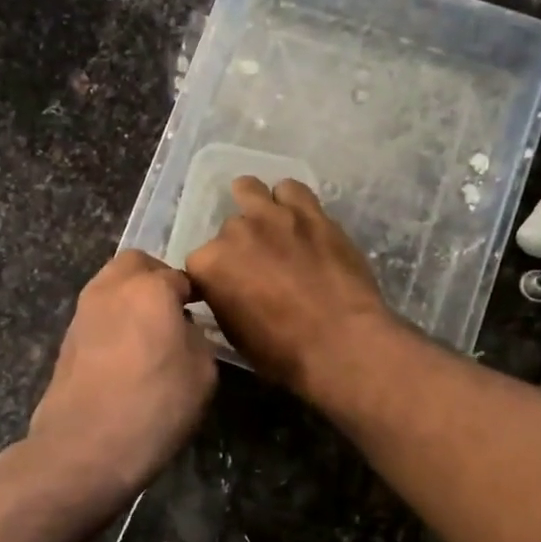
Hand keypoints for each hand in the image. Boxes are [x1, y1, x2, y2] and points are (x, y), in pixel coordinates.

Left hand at [22, 250, 217, 507]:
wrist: (84, 448)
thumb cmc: (154, 406)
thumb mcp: (202, 373)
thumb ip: (197, 337)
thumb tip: (182, 327)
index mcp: (149, 288)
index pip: (179, 276)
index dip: (195, 293)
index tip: (205, 312)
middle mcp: (111, 288)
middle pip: (136, 264)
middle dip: (157, 278)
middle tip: (175, 310)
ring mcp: (82, 312)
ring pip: (111, 285)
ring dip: (131, 297)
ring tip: (150, 333)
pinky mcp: (66, 339)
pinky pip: (97, 314)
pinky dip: (114, 320)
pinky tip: (127, 354)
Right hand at [185, 178, 395, 394]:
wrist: (342, 342)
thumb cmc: (283, 352)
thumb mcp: (235, 334)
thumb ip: (224, 300)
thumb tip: (228, 291)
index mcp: (209, 264)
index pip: (198, 263)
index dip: (212, 278)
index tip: (226, 290)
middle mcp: (235, 232)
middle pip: (228, 230)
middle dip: (238, 246)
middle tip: (257, 267)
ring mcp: (274, 216)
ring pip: (250, 190)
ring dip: (254, 207)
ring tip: (268, 227)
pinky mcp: (311, 212)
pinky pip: (291, 189)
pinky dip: (289, 201)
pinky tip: (297, 218)